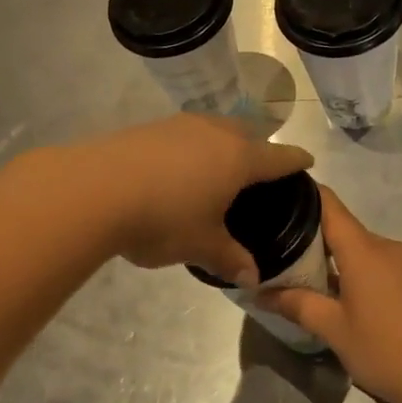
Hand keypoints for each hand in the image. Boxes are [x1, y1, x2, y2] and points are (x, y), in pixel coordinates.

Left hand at [71, 114, 312, 280]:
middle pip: (247, 133)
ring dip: (221, 143)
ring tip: (217, 167)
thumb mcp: (201, 245)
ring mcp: (178, 125)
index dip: (295, 160)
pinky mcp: (148, 128)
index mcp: (238, 158)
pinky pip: (183, 135)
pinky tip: (176, 169)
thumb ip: (230, 258)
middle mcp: (214, 133)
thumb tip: (253, 277)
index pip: (278, 156)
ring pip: (213, 129)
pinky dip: (190, 149)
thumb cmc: (163, 218)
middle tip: (259, 168)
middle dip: (258, 147)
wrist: (94, 189)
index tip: (307, 160)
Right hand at [256, 186, 401, 402]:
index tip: (275, 201)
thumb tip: (260, 293)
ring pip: (360, 250)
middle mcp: (386, 246)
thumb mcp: (334, 329)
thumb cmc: (385, 349)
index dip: (302, 197)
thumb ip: (297, 305)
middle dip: (310, 239)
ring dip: (333, 261)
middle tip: (276, 254)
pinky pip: (377, 265)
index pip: (328, 204)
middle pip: (342, 229)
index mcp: (364, 249)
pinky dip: (355, 273)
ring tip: (302, 279)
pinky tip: (339, 297)